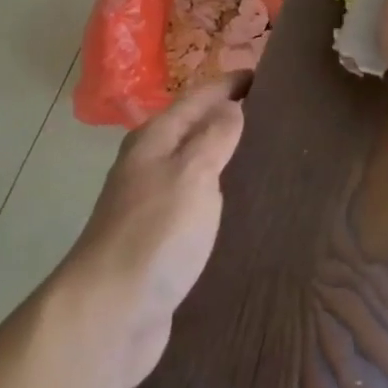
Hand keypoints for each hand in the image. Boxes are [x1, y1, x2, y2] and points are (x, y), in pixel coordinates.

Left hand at [58, 72, 249, 387]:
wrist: (109, 314)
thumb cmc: (154, 234)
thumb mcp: (191, 173)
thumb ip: (214, 136)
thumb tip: (231, 106)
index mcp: (156, 138)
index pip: (199, 96)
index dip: (230, 84)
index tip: (266, 74)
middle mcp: (150, 163)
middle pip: (195, 128)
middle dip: (230, 116)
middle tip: (278, 114)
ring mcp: (152, 202)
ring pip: (196, 165)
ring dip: (225, 156)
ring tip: (269, 154)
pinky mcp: (161, 240)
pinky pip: (197, 202)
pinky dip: (219, 193)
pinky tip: (244, 205)